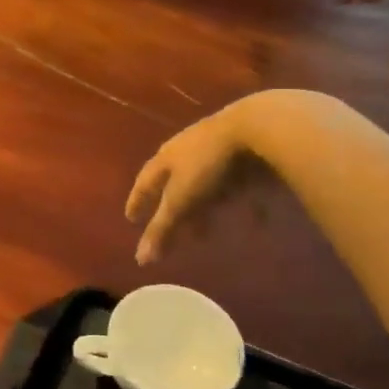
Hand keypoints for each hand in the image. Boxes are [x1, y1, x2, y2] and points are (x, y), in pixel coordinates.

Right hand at [125, 99, 280, 264]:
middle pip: (175, 184)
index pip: (145, 182)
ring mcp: (219, 151)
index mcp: (166, 158)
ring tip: (207, 230)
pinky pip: (242, 187)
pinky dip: (244, 205)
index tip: (131, 219)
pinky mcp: (248, 155)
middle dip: (173, 209)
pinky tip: (256, 223)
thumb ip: (163, 228)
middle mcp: (188, 152)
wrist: (258, 128)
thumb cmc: (208, 164)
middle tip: (174, 231)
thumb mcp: (181, 200)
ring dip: (205, 207)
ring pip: (207, 185)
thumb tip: (140, 260)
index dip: (138, 201)